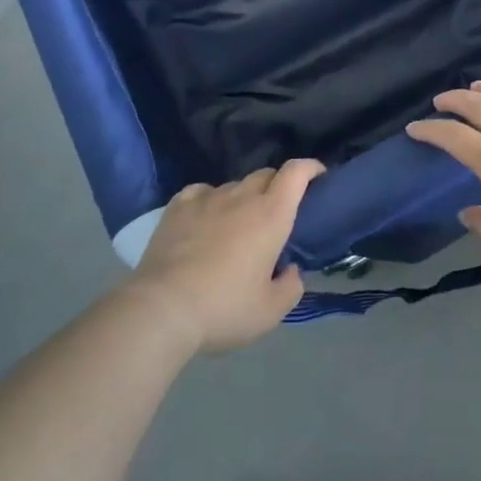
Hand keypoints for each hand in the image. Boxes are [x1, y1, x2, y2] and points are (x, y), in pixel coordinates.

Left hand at [129, 159, 321, 354]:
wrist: (162, 309)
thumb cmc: (223, 308)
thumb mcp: (269, 312)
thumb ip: (290, 288)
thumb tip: (290, 270)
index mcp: (271, 215)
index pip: (296, 172)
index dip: (310, 167)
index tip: (318, 176)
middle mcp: (242, 197)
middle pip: (266, 174)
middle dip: (277, 185)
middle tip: (277, 212)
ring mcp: (207, 198)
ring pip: (234, 185)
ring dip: (244, 197)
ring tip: (237, 223)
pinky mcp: (178, 207)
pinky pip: (201, 191)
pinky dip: (210, 200)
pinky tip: (205, 217)